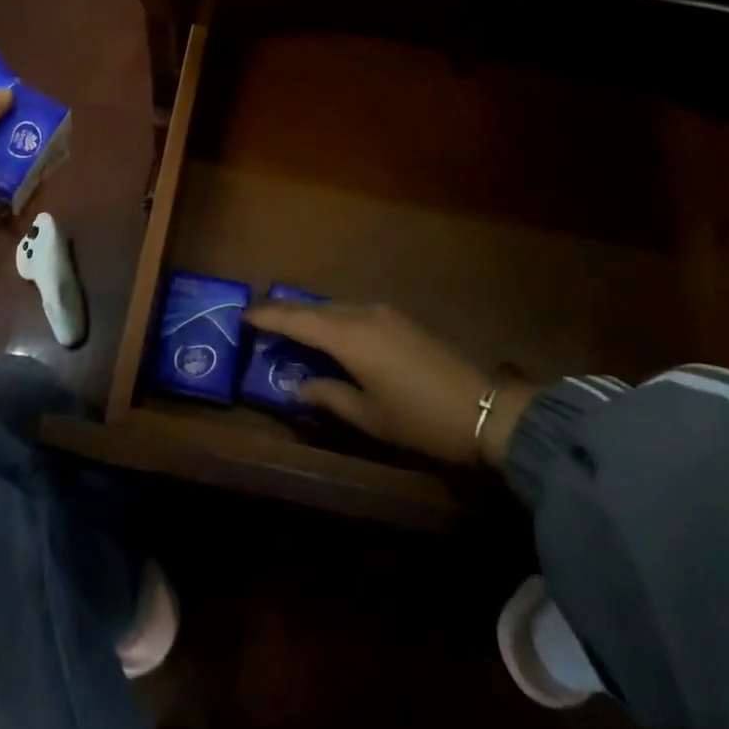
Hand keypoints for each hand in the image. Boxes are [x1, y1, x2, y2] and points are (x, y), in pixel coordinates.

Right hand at [246, 303, 538, 469]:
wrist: (487, 410)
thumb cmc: (421, 420)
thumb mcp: (369, 417)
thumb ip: (328, 396)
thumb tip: (297, 386)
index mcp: (351, 338)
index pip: (297, 320)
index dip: (268, 316)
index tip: (242, 315)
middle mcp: (363, 315)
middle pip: (313, 308)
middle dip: (284, 313)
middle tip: (258, 322)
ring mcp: (384, 313)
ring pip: (334, 308)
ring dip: (309, 316)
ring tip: (286, 327)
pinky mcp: (399, 319)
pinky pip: (352, 312)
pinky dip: (331, 320)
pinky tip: (326, 334)